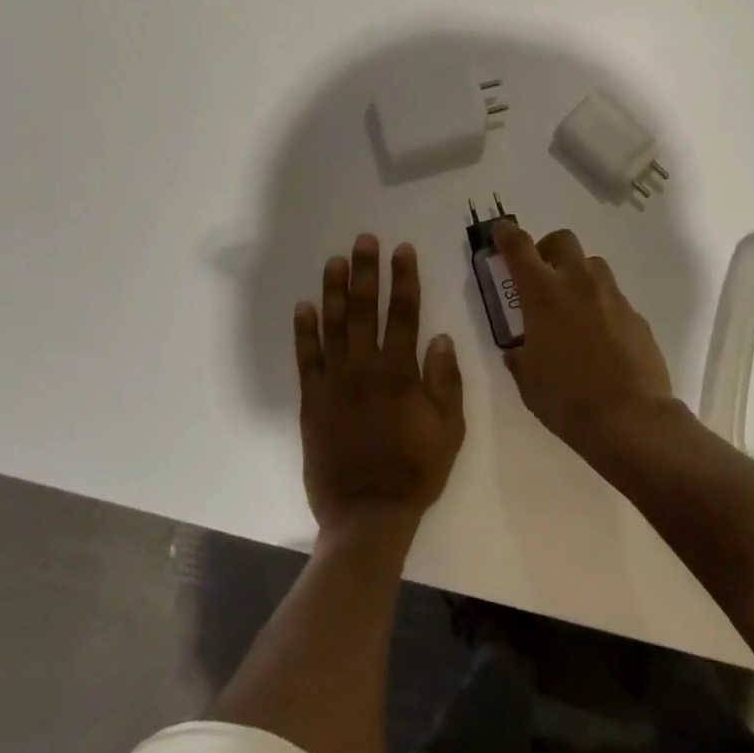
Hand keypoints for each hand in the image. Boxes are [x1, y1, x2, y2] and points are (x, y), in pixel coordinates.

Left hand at [294, 235, 464, 535]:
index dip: (405, 279)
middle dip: (367, 272)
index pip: (405, 314)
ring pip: (333, 326)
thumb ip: (446, 381)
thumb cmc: (416, 471)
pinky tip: (304, 306)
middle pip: (366, 310)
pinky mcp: (312, 401)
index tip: (402, 250)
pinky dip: (304, 332)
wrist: (368, 512)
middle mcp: (366, 368)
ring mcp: (335, 383)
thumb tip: (439, 337)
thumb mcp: (449, 429)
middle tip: (365, 240)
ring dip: (334, 290)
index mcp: (401, 372)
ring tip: (334, 260)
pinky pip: (306, 359)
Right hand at [492, 221, 672, 445]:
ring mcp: (612, 297)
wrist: (629, 417)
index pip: (520, 247)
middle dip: (548, 248)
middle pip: (563, 240)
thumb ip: (520, 355)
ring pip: (593, 265)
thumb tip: (521, 350)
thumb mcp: (528, 380)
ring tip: (571, 305)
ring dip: (577, 274)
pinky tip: (599, 336)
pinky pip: (613, 297)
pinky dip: (600, 305)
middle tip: (541, 273)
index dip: (507, 234)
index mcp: (544, 295)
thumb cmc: (566, 399)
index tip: (501, 231)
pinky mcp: (636, 315)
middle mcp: (579, 284)